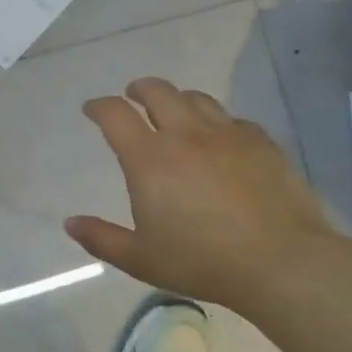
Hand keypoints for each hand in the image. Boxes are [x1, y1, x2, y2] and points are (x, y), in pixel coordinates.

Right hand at [66, 78, 340, 313]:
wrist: (281, 261)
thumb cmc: (202, 261)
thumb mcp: (141, 259)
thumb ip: (101, 239)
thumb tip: (70, 223)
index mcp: (149, 159)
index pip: (115, 115)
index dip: (98, 106)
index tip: (92, 109)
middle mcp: (185, 135)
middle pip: (157, 91)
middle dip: (138, 89)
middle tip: (133, 97)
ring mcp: (227, 134)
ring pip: (196, 98)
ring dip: (177, 99)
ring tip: (174, 110)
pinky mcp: (261, 142)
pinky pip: (232, 119)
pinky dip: (216, 122)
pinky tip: (220, 138)